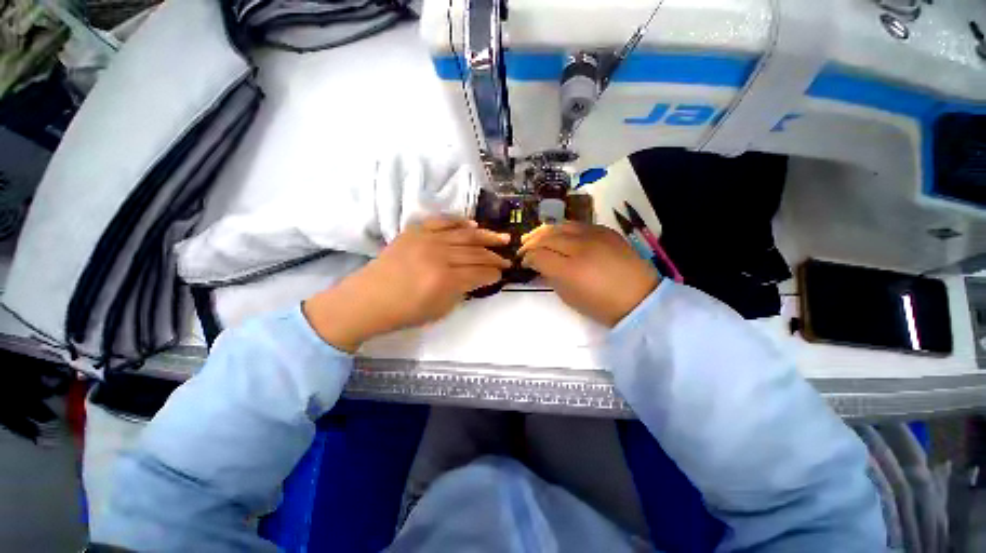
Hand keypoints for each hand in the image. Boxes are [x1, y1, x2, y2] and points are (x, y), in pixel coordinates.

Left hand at [303, 217, 510, 351]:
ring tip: (503, 237)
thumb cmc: (404, 312)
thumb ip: (462, 292)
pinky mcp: (415, 230)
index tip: (502, 275)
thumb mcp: (440, 311)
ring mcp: (426, 240)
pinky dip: (460, 221)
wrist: (368, 299)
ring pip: (465, 234)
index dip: (494, 274)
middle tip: (508, 258)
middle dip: (495, 257)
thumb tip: (477, 279)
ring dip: (487, 236)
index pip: (479, 273)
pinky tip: (473, 224)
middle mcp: (439, 256)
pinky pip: (442, 220)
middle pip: (476, 253)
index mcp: (445, 280)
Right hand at [519, 222, 659, 326]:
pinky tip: (558, 234)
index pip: (539, 255)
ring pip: (560, 226)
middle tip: (523, 248)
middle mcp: (580, 247)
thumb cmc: (602, 305)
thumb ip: (550, 278)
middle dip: (531, 242)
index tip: (524, 262)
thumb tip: (539, 265)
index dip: (527, 258)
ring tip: (535, 237)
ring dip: (544, 231)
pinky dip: (562, 228)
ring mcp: (594, 235)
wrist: (640, 298)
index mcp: (570, 270)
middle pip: (547, 237)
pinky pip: (577, 224)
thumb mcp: (569, 298)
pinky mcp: (605, 230)